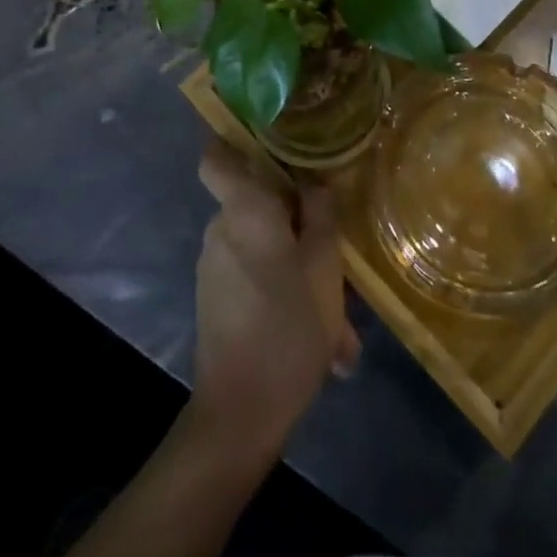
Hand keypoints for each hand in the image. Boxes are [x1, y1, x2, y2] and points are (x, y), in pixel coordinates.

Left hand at [189, 139, 360, 465]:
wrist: (240, 414)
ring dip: (301, 272)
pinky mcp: (215, 301)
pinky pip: (255, 280)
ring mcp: (214, 268)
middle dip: (299, 225)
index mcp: (243, 210)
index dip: (234, 142)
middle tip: (337, 254)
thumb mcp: (324, 266)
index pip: (216, 157)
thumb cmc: (288, 326)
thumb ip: (321, 215)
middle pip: (258, 206)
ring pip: (264, 249)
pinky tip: (325, 343)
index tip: (269, 144)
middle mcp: (220, 230)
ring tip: (343, 322)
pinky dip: (285, 296)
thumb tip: (314, 182)